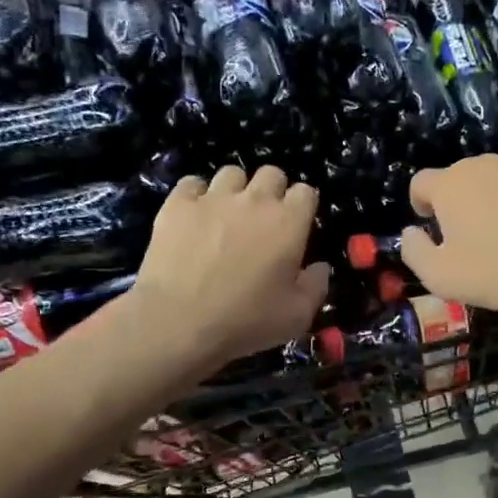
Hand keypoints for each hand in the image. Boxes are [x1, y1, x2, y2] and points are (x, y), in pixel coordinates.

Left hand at [129, 165, 329, 376]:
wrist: (177, 323)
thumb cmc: (245, 321)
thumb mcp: (297, 316)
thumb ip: (316, 286)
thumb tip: (320, 267)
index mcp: (289, 222)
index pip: (306, 192)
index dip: (302, 206)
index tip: (297, 226)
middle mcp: (254, 200)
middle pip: (271, 173)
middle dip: (272, 191)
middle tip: (263, 220)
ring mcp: (213, 198)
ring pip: (232, 173)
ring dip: (235, 190)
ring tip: (227, 215)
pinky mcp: (177, 205)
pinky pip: (192, 183)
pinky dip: (196, 196)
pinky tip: (194, 217)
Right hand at [399, 156, 497, 322]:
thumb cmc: (492, 273)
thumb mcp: (437, 276)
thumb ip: (413, 250)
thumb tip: (411, 232)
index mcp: (451, 184)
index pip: (421, 182)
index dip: (421, 203)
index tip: (431, 225)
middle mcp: (485, 164)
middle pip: (460, 177)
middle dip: (459, 200)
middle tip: (471, 236)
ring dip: (494, 197)